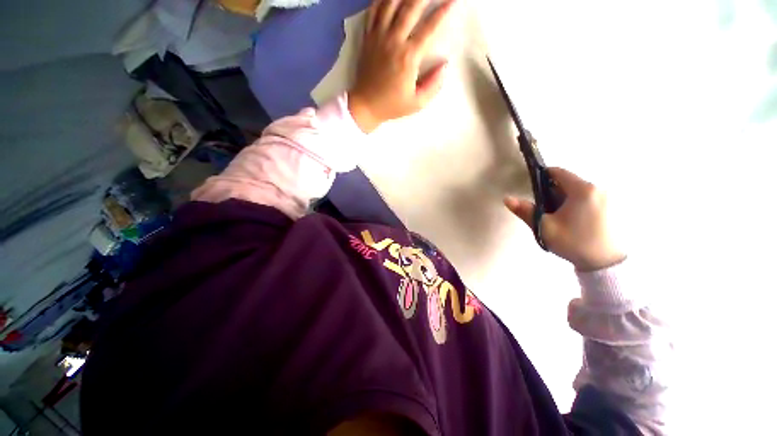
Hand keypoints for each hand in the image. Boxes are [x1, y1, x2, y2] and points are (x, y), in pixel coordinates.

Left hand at [348, 0, 455, 132]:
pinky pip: (373, 11)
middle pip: (410, 8)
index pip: (429, 28)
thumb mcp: (417, 103)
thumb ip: (433, 85)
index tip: (452, 1)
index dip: (443, 11)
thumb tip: (445, 65)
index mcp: (408, 57)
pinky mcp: (368, 37)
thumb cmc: (392, 106)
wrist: (365, 106)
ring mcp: (378, 37)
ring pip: (390, 4)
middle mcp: (394, 41)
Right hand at [505, 168, 624, 270]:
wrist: (606, 264)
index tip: (532, 188)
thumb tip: (507, 198)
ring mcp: (608, 197)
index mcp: (583, 189)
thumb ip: (525, 211)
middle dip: (552, 191)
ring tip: (558, 217)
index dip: (542, 176)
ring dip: (564, 198)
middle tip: (544, 209)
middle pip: (568, 182)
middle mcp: (598, 188)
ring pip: (578, 191)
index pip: (558, 172)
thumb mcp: (544, 227)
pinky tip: (573, 220)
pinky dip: (576, 204)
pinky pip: (588, 198)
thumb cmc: (573, 242)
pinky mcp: (612, 206)